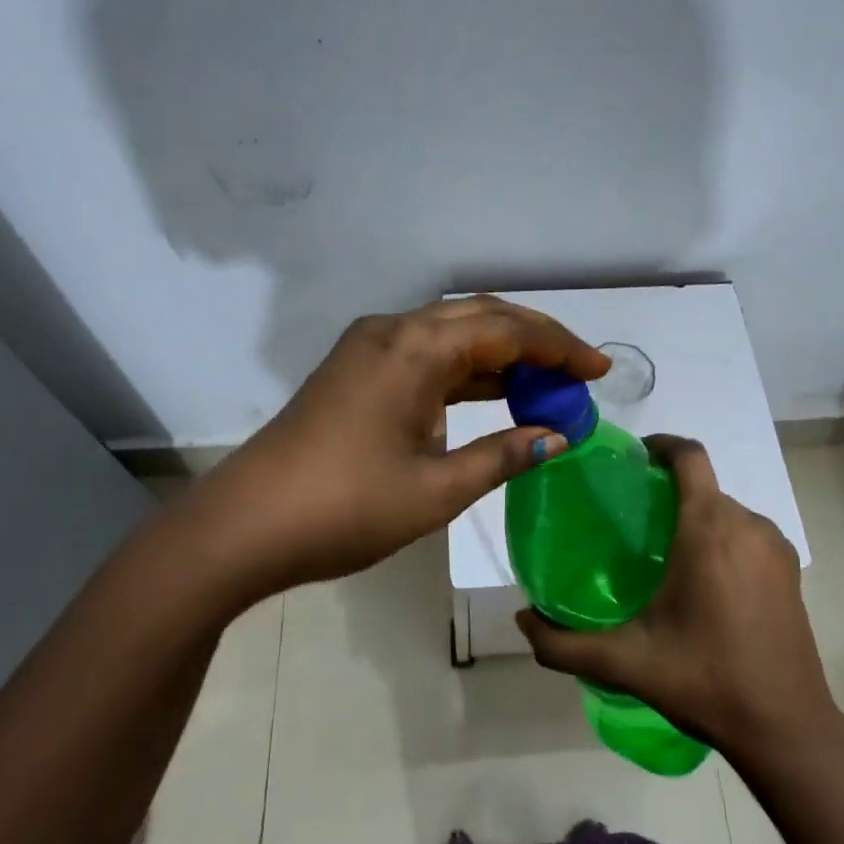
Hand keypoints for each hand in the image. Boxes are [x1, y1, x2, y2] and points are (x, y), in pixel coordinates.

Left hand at [175, 296, 606, 611]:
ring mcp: (369, 347)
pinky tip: (492, 393)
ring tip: (546, 384)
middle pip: (480, 317)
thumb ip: (501, 456)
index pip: (506, 330)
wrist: (244, 527)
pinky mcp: (356, 369)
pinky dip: (465, 368)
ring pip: (451, 332)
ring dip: (500, 352)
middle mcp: (392, 331)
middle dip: (535, 341)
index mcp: (415, 348)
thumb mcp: (435, 490)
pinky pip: (425, 353)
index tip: (599, 372)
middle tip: (578, 373)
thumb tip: (556, 437)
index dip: (559, 348)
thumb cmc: (344, 509)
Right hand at [516, 435, 840, 760]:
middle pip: (703, 484)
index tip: (630, 461)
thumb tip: (521, 620)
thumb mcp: (626, 662)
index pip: (689, 455)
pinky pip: (747, 534)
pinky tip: (702, 582)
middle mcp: (747, 524)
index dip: (659, 445)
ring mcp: (775, 547)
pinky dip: (722, 539)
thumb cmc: (704, 679)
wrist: (786, 729)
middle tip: (631, 522)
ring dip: (695, 517)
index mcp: (709, 527)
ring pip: (726, 510)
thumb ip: (564, 643)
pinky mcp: (791, 571)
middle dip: (668, 490)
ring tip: (663, 554)